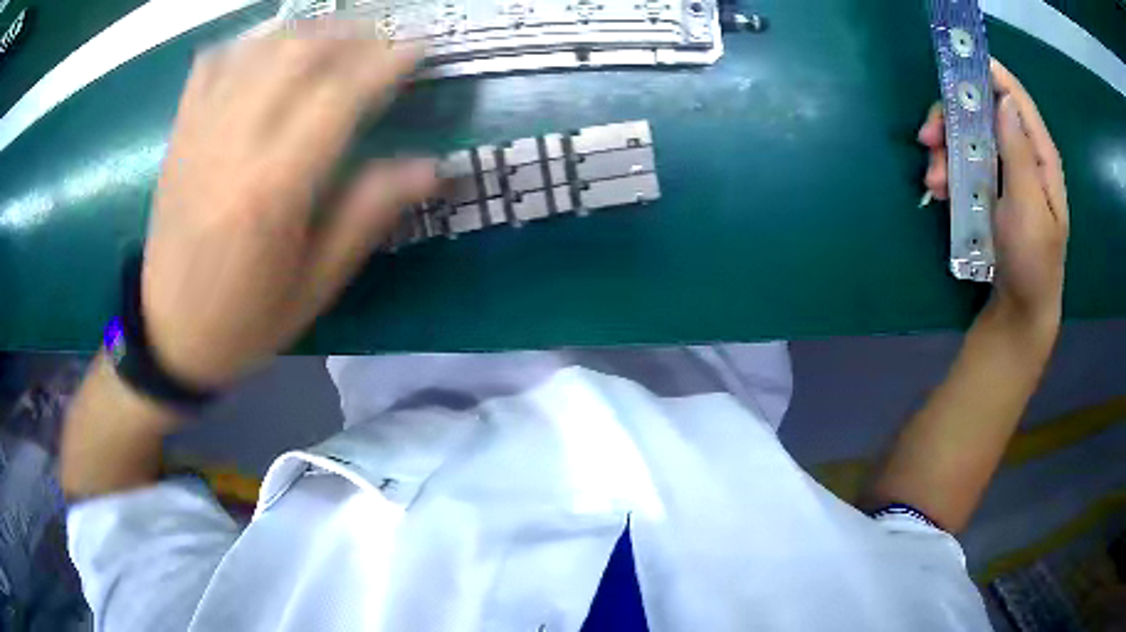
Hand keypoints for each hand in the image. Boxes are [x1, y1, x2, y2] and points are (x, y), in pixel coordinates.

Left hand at [142, 25, 437, 389]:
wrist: (169, 336)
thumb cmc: (245, 321)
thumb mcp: (315, 286)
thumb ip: (366, 217)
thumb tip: (431, 167)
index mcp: (272, 189)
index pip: (339, 97)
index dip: (386, 62)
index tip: (419, 45)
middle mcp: (232, 145)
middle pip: (298, 53)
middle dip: (350, 31)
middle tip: (382, 35)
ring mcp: (199, 133)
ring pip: (258, 47)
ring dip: (307, 28)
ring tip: (338, 33)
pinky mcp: (179, 134)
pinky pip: (213, 62)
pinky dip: (249, 41)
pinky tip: (270, 46)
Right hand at [918, 59, 1068, 329]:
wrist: (1020, 310)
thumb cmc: (1031, 262)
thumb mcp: (1028, 208)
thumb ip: (1019, 153)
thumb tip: (1004, 99)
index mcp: (1040, 157)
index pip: (1016, 98)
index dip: (991, 74)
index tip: (957, 63)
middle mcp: (1023, 156)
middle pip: (985, 112)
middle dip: (953, 118)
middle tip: (927, 136)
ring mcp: (1006, 172)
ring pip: (970, 135)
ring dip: (945, 148)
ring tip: (933, 179)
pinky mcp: (991, 188)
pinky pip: (965, 162)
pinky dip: (948, 168)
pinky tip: (940, 188)